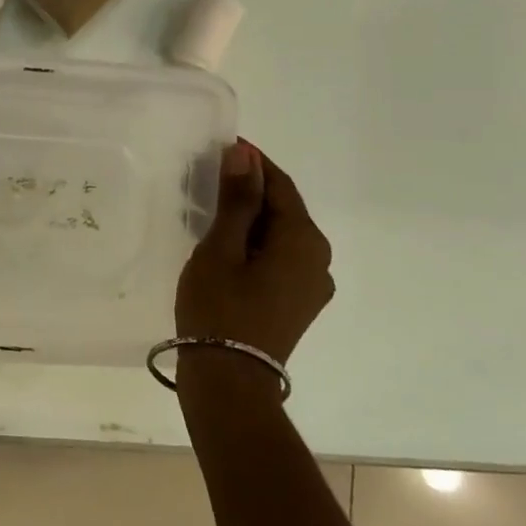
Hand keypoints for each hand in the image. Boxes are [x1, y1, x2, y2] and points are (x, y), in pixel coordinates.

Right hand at [174, 140, 333, 366]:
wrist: (229, 379)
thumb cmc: (220, 307)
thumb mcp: (221, 247)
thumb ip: (236, 199)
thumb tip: (245, 154)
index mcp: (304, 240)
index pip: (281, 185)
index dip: (253, 163)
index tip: (222, 146)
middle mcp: (318, 259)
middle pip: (283, 210)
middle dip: (250, 190)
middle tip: (208, 178)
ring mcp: (311, 285)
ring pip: (280, 236)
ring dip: (250, 218)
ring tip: (210, 210)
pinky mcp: (297, 303)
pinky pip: (278, 258)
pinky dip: (254, 243)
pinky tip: (225, 245)